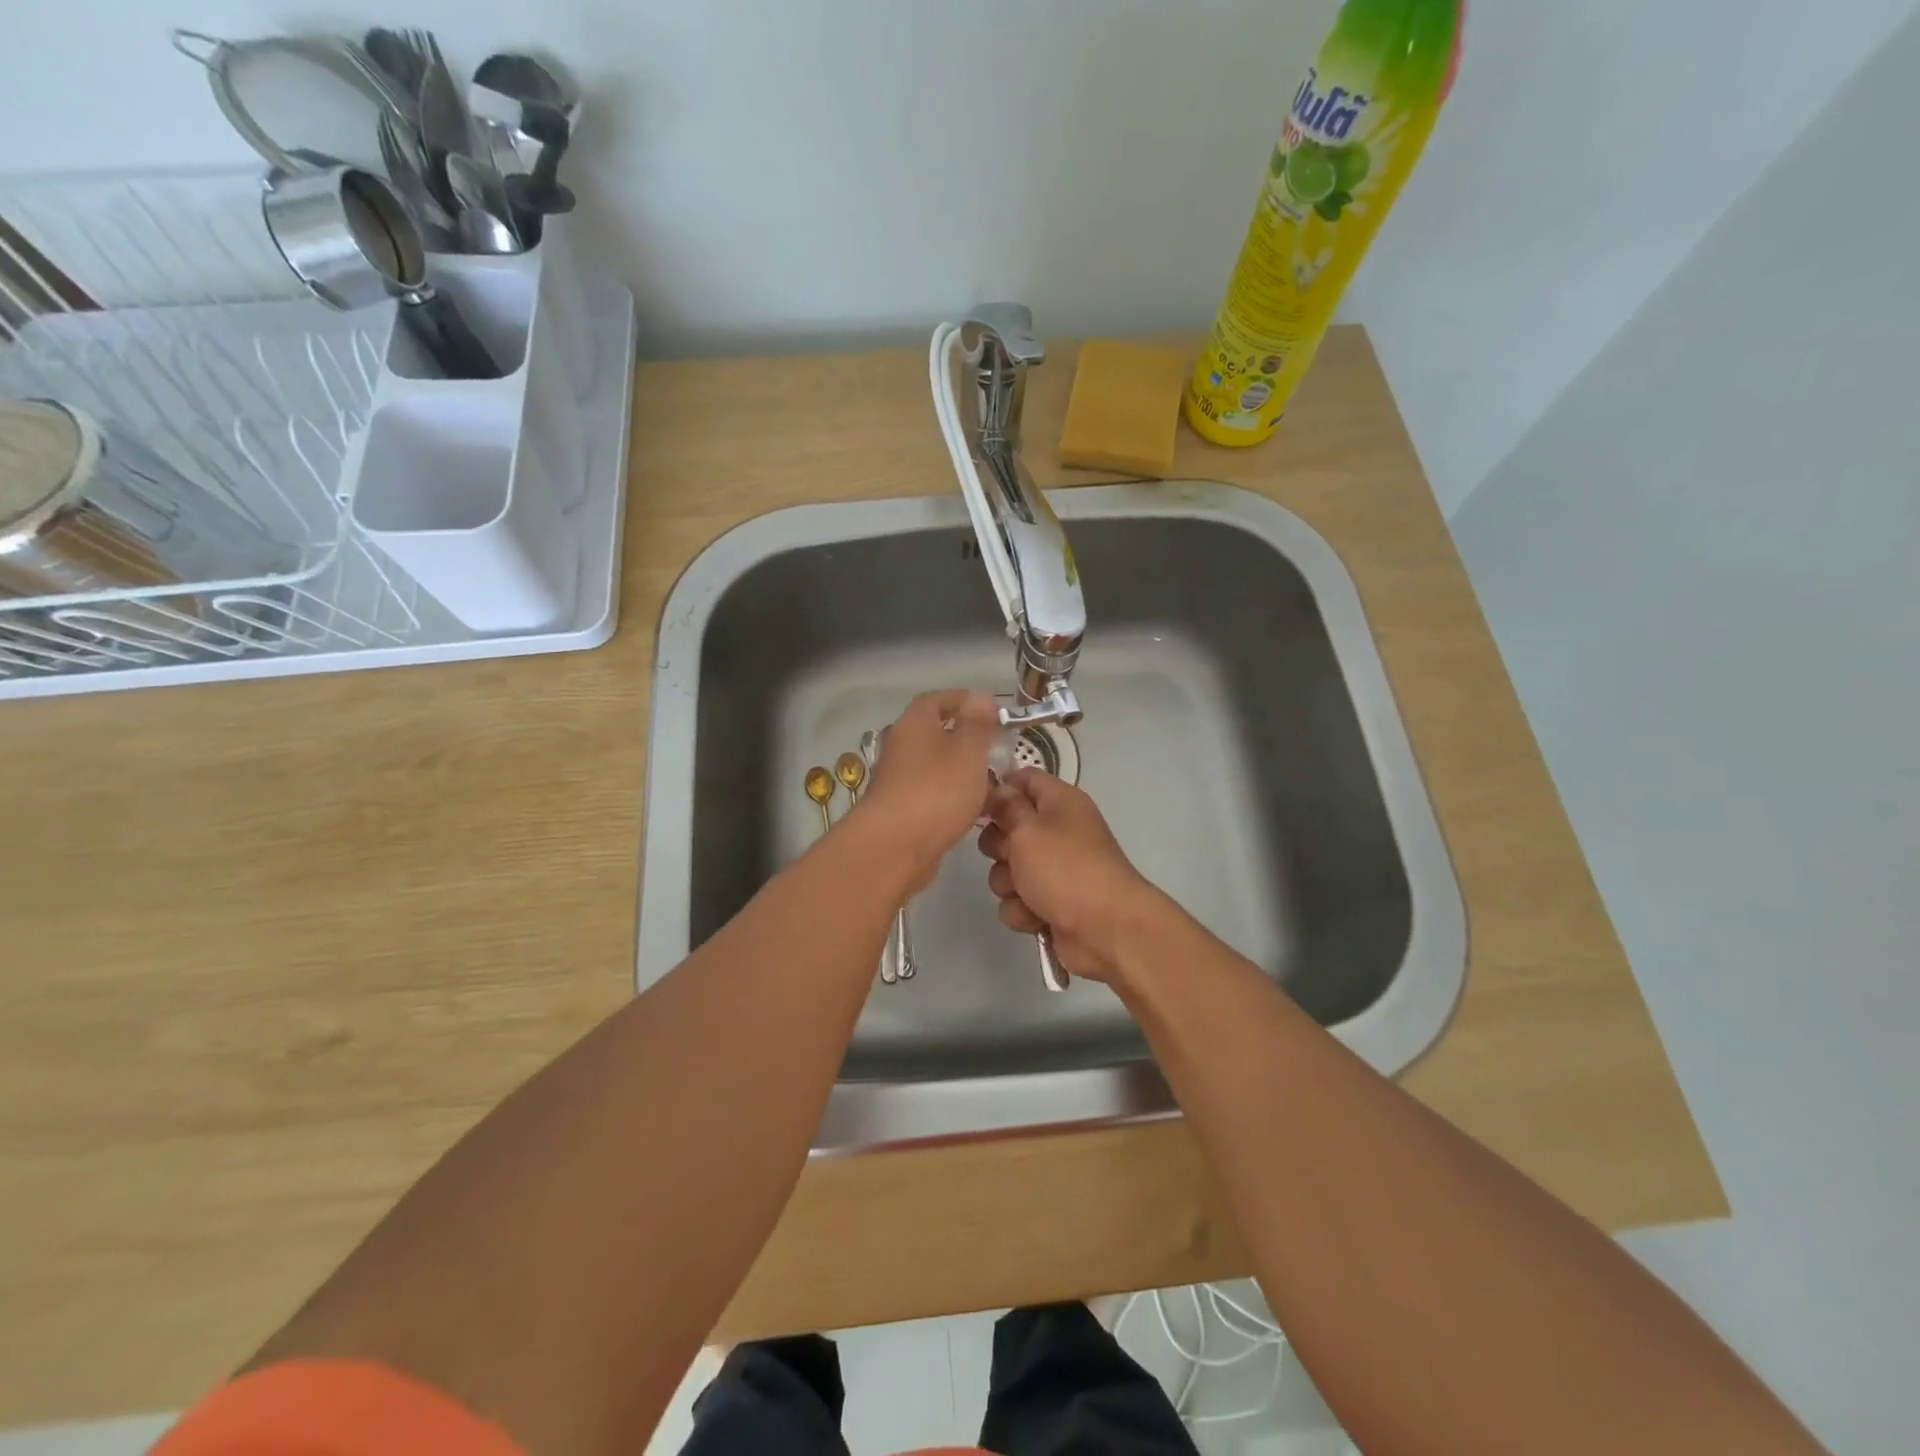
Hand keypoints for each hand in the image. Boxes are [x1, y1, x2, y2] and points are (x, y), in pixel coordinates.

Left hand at [853, 690, 999, 892]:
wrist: (894, 847)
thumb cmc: (937, 790)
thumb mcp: (968, 750)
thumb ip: (977, 724)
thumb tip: (979, 696)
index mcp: (915, 724)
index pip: (936, 700)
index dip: (962, 700)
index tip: (989, 709)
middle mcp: (902, 747)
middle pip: (936, 735)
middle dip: (967, 740)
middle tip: (998, 749)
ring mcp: (899, 780)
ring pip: (937, 768)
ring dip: (963, 772)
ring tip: (995, 782)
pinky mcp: (902, 811)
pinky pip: (934, 795)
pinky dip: (955, 797)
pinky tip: (978, 812)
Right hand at [976, 770, 1160, 983]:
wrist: (1106, 930)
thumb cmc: (1065, 869)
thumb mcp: (1028, 830)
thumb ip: (1006, 807)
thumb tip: (998, 788)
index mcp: (1060, 802)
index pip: (1023, 779)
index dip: (999, 790)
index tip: (977, 805)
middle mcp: (1057, 831)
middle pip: (1008, 828)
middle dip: (998, 846)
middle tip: (1009, 855)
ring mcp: (1054, 870)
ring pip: (1008, 870)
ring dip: (1009, 884)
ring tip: (1027, 893)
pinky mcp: (1049, 903)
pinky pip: (1018, 900)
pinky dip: (1023, 910)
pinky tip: (1037, 916)